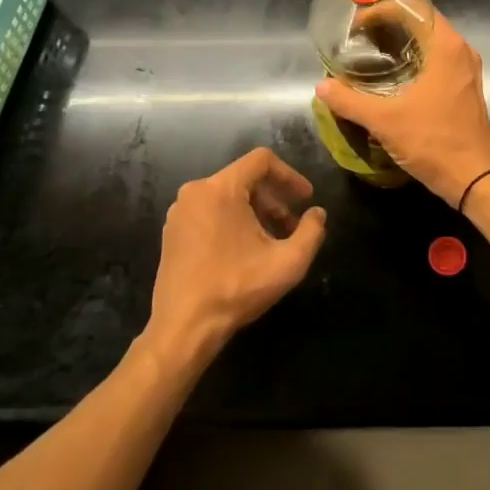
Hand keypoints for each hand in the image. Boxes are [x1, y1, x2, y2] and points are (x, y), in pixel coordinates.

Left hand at [145, 149, 327, 364]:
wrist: (183, 328)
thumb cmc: (236, 288)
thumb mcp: (287, 262)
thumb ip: (311, 231)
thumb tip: (318, 214)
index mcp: (220, 189)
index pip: (262, 161)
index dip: (290, 175)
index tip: (306, 198)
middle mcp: (195, 192)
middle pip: (244, 178)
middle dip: (274, 198)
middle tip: (292, 225)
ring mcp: (180, 212)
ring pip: (227, 196)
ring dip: (255, 211)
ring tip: (272, 240)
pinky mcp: (172, 232)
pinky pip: (210, 211)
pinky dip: (233, 221)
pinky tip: (245, 251)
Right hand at [315, 11, 489, 204]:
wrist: (475, 179)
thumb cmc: (433, 141)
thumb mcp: (385, 120)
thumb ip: (350, 100)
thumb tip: (322, 87)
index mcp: (446, 46)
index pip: (413, 8)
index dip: (382, 8)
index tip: (356, 24)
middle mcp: (461, 50)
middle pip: (423, 21)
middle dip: (390, 22)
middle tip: (359, 34)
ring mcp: (466, 70)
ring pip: (431, 41)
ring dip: (403, 41)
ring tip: (372, 50)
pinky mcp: (465, 88)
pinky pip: (438, 59)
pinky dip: (415, 58)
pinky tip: (393, 75)